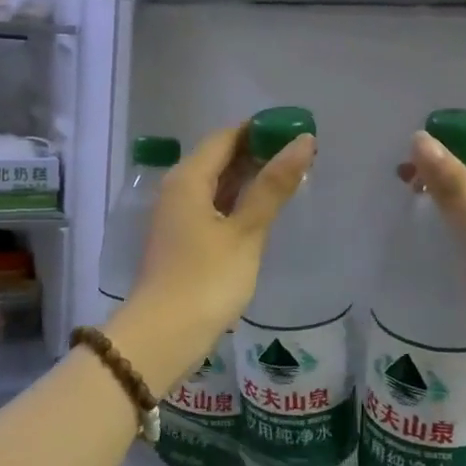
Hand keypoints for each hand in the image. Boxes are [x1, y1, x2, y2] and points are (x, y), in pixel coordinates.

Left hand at [125, 123, 314, 350]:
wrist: (163, 335)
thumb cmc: (206, 279)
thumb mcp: (246, 231)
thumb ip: (273, 186)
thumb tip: (302, 141)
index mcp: (188, 179)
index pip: (225, 137)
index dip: (260, 130)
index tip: (295, 130)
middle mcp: (177, 190)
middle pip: (218, 158)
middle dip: (257, 153)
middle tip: (300, 155)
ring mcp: (177, 216)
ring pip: (215, 184)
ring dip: (248, 179)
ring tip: (289, 178)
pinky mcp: (181, 240)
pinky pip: (212, 207)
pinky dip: (236, 203)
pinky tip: (261, 211)